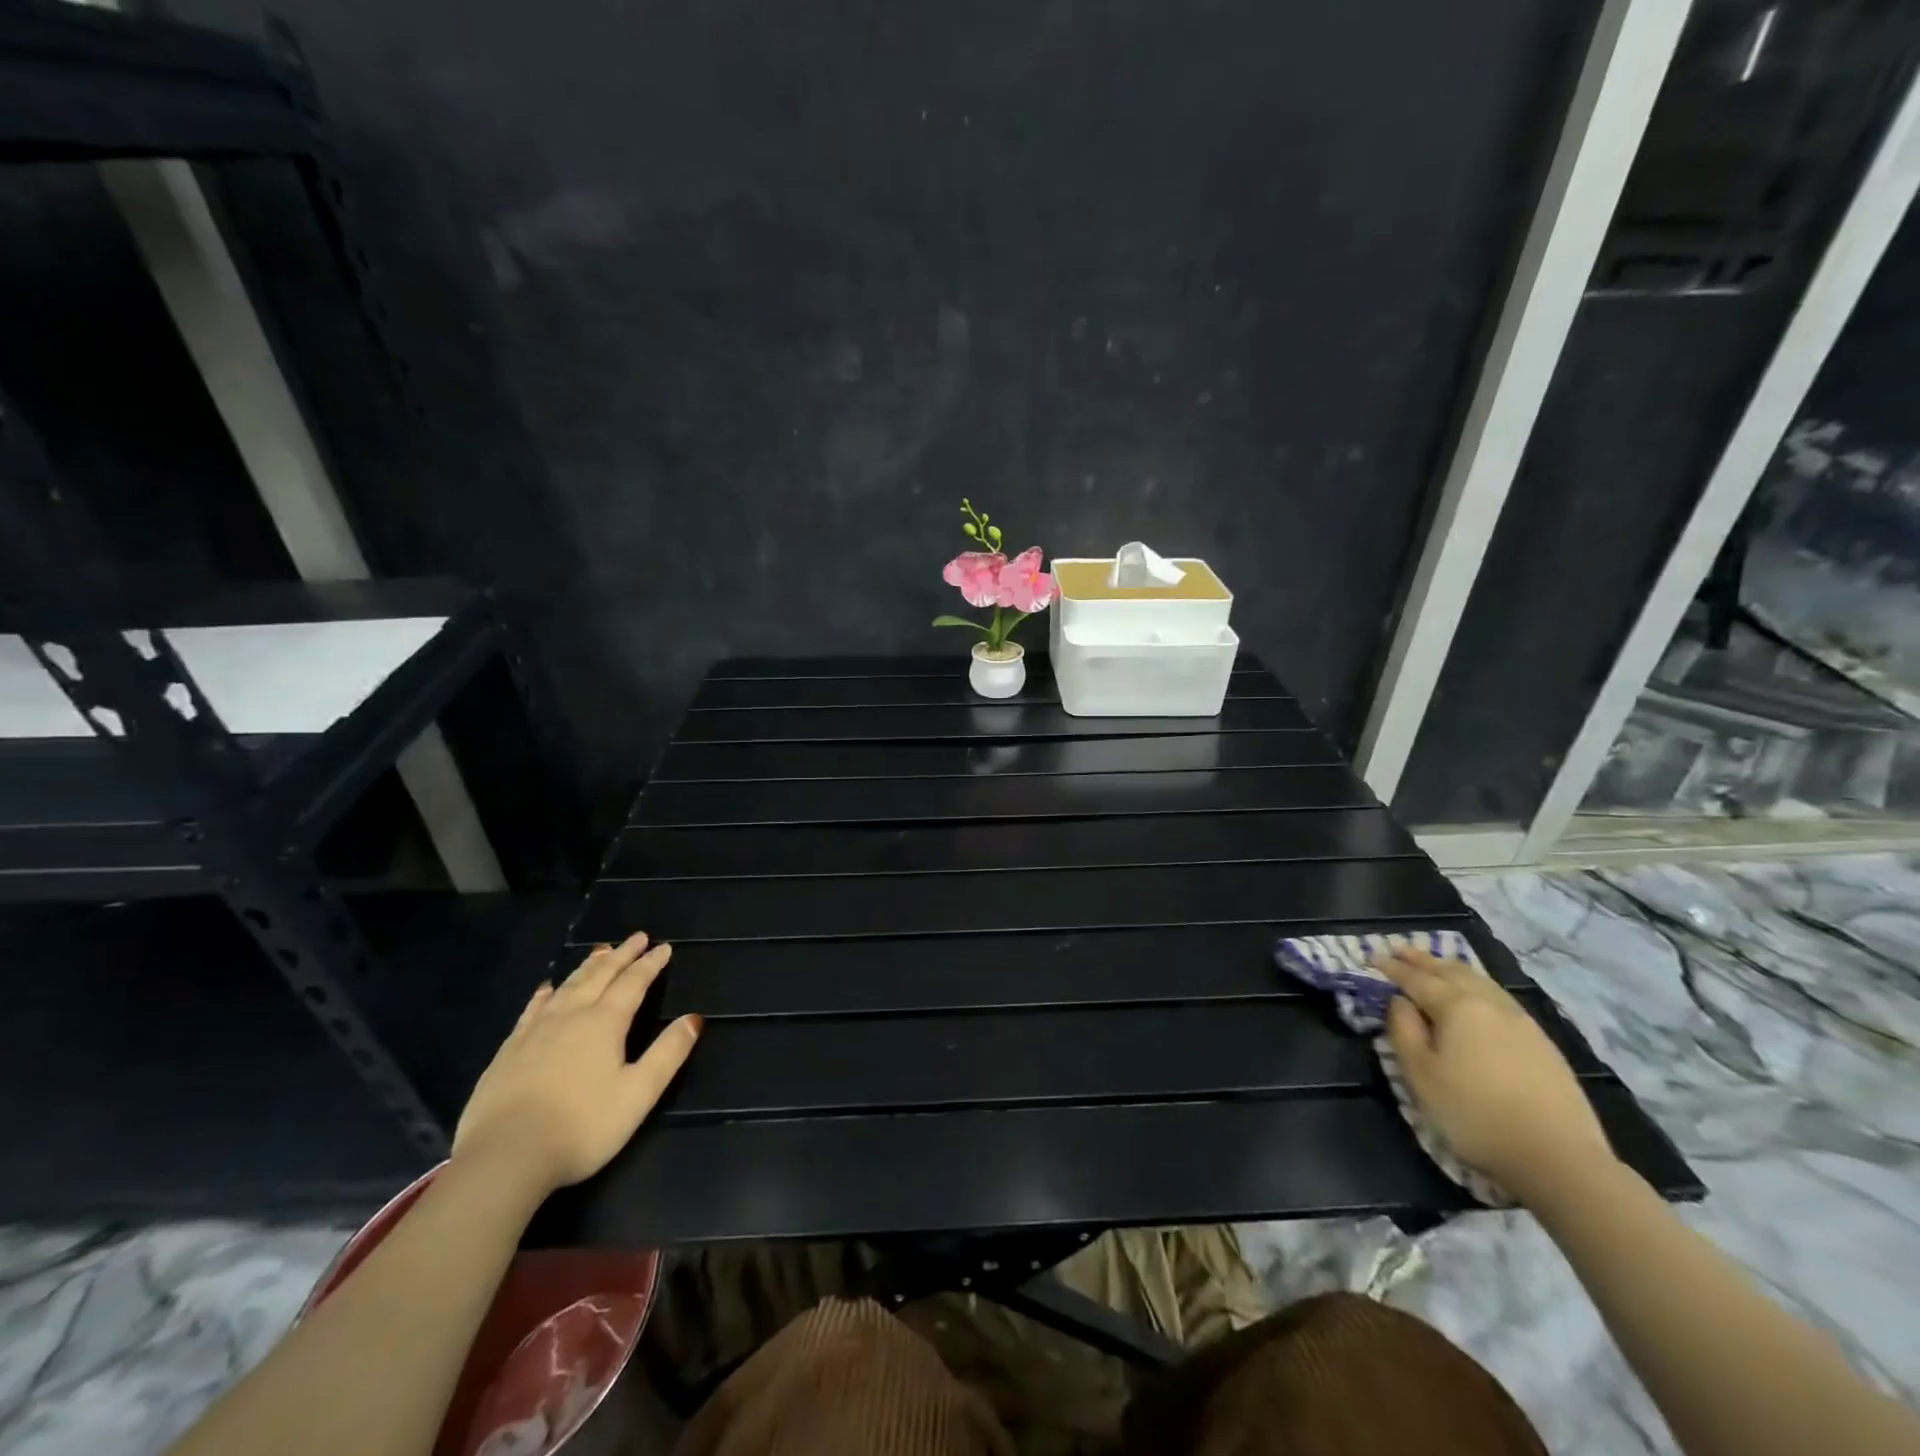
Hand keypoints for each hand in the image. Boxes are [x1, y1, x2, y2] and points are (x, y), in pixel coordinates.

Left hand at [453, 932, 700, 1195]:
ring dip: (588, 966)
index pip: (633, 983)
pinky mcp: (508, 1051)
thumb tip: (694, 1018)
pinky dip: (546, 993)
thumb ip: (668, 1053)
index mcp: (605, 1023)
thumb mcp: (638, 1094)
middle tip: (637, 937)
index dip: (650, 964)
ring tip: (600, 951)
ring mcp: (535, 1032)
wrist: (504, 1157)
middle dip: (622, 955)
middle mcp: (571, 1016)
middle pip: (600, 976)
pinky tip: (547, 988)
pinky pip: (532, 1009)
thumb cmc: (582, 1126)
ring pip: (567, 986)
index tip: (664, 947)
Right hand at [1379, 949, 1614, 1202]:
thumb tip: (1399, 1001)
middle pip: (1451, 971)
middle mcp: (1489, 1004)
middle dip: (1423, 959)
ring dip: (1452, 968)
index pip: (1417, 979)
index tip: (1373, 957)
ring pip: (1481, 981)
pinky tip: (1478, 996)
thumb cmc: (1474, 1114)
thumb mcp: (1421, 1075)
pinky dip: (1478, 985)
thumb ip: (1403, 1030)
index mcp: (1456, 1007)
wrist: (1558, 1157)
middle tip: (1400, 950)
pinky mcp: (1542, 1042)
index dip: (1393, 968)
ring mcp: (1522, 1022)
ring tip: (1437, 965)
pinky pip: (1500, 998)